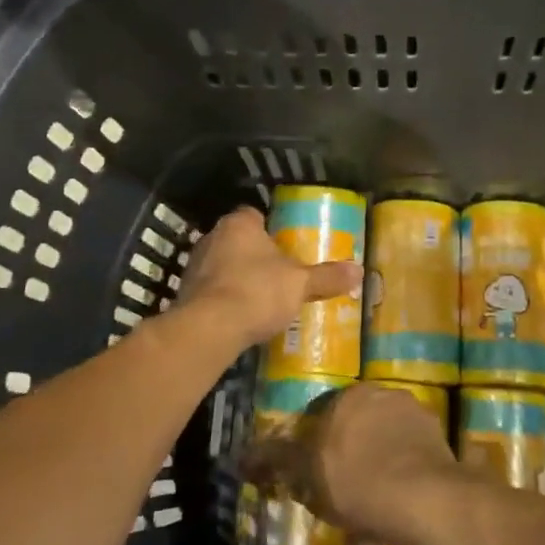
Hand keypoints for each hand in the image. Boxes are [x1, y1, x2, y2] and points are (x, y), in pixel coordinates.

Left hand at [179, 206, 361, 347]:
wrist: (209, 328)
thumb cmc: (257, 291)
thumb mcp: (299, 284)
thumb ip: (327, 277)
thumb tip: (359, 271)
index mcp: (239, 224)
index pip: (254, 215)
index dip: (270, 229)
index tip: (285, 247)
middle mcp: (212, 237)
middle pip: (238, 240)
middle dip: (254, 255)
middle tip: (278, 273)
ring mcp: (195, 265)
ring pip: (222, 264)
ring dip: (237, 277)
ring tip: (260, 298)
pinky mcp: (185, 293)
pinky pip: (210, 289)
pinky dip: (223, 298)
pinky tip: (240, 316)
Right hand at [244, 383, 460, 544]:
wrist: (420, 499)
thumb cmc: (355, 478)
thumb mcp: (306, 470)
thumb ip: (276, 459)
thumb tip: (243, 455)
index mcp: (353, 395)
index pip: (327, 414)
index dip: (318, 447)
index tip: (314, 477)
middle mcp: (387, 397)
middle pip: (359, 432)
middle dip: (349, 465)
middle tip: (338, 501)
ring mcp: (417, 422)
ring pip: (385, 453)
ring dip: (374, 483)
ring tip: (362, 527)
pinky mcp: (440, 449)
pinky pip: (408, 470)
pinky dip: (396, 494)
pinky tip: (386, 530)